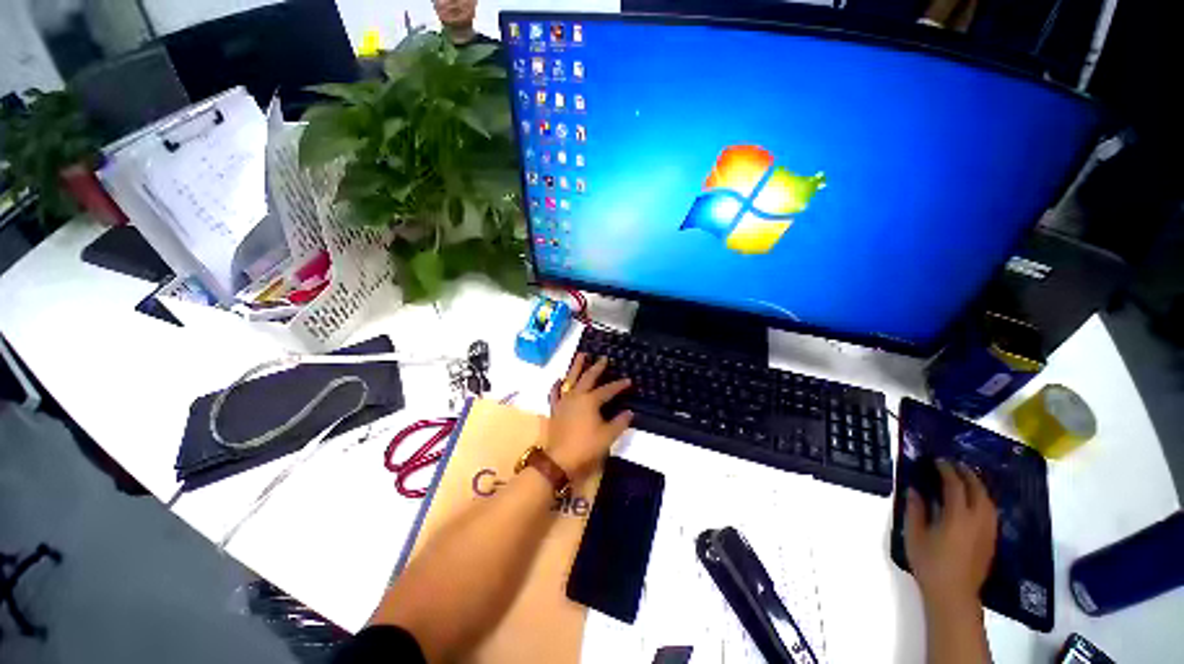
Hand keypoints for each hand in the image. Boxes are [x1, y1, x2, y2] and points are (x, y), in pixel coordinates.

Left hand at [543, 354, 632, 479]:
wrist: (559, 459)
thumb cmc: (586, 446)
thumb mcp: (607, 436)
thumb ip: (620, 422)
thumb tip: (630, 412)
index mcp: (590, 401)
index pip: (608, 390)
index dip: (619, 385)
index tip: (628, 380)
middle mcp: (576, 396)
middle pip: (588, 377)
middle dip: (597, 367)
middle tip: (603, 358)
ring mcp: (564, 401)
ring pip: (570, 379)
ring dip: (576, 367)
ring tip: (580, 355)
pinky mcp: (555, 409)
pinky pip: (555, 393)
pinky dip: (556, 385)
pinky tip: (559, 380)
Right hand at [904, 459, 997, 612]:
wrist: (953, 594)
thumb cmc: (929, 563)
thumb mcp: (914, 535)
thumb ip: (915, 509)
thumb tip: (914, 489)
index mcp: (957, 516)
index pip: (955, 485)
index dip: (946, 470)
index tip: (937, 460)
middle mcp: (977, 519)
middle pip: (977, 490)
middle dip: (966, 474)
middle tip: (953, 464)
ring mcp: (988, 531)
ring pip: (988, 501)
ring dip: (977, 486)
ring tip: (966, 478)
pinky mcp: (991, 540)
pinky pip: (991, 512)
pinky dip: (983, 499)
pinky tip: (975, 502)